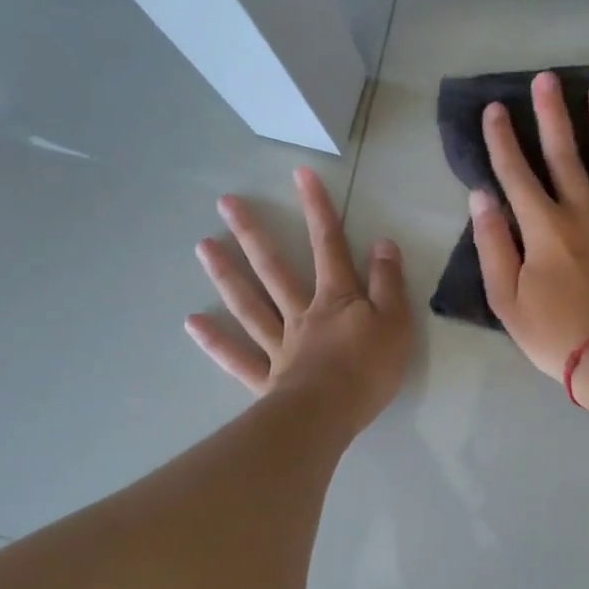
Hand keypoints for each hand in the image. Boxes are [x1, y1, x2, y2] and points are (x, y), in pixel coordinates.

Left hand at [187, 167, 412, 433]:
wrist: (332, 414)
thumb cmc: (370, 368)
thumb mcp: (396, 321)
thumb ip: (388, 282)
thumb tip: (382, 243)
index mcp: (336, 299)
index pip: (328, 246)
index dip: (317, 209)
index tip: (299, 174)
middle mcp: (301, 313)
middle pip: (274, 268)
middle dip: (252, 233)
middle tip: (225, 203)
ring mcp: (279, 345)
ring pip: (249, 304)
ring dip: (226, 274)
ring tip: (202, 246)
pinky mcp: (267, 377)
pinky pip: (237, 357)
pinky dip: (215, 341)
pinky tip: (192, 322)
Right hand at [470, 70, 588, 380]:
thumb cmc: (556, 335)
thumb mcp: (507, 299)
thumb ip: (492, 246)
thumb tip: (481, 198)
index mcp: (542, 228)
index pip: (516, 174)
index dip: (502, 141)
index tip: (494, 109)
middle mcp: (582, 212)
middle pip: (565, 155)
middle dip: (552, 115)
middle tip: (548, 78)